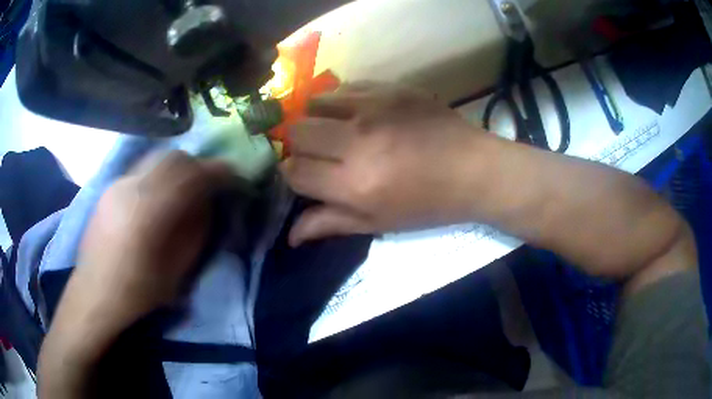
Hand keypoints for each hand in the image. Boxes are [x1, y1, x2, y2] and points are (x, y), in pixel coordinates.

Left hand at [39, 151, 230, 398]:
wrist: (94, 292)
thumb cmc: (138, 291)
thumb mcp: (177, 269)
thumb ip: (195, 230)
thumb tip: (207, 202)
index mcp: (151, 211)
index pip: (192, 175)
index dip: (217, 172)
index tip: (232, 176)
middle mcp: (133, 187)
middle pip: (174, 158)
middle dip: (197, 165)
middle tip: (207, 183)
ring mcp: (118, 183)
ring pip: (156, 158)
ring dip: (177, 168)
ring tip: (183, 188)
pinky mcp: (109, 187)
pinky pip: (142, 170)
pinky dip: (158, 175)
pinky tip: (157, 197)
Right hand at [282, 82, 483, 245]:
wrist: (474, 170)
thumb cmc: (429, 205)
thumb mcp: (379, 223)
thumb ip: (330, 224)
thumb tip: (289, 235)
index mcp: (354, 184)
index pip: (295, 172)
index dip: (292, 175)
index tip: (303, 175)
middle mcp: (357, 141)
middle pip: (297, 132)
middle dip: (300, 146)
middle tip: (319, 153)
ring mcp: (374, 108)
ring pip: (315, 103)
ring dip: (317, 119)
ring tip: (336, 129)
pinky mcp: (390, 88)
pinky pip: (345, 87)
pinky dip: (341, 101)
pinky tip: (357, 113)